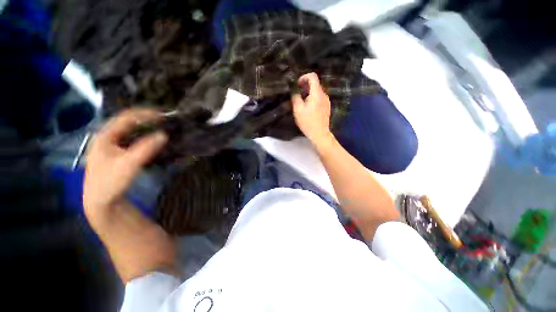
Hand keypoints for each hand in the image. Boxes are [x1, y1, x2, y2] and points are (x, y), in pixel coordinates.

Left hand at [83, 108, 167, 222]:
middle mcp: (107, 137)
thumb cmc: (111, 182)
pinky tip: (152, 140)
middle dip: (146, 119)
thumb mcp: (129, 164)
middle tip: (164, 120)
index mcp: (105, 136)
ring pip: (130, 131)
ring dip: (145, 128)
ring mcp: (111, 146)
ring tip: (161, 127)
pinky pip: (132, 140)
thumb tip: (164, 134)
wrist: (101, 201)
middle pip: (127, 122)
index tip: (162, 114)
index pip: (125, 117)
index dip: (144, 113)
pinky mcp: (117, 153)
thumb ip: (146, 148)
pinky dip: (144, 137)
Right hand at [291, 73, 333, 145]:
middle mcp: (324, 95)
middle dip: (305, 86)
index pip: (313, 76)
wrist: (320, 133)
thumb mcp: (298, 110)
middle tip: (297, 94)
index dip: (304, 77)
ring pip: (317, 91)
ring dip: (308, 93)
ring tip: (301, 102)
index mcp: (317, 93)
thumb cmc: (308, 122)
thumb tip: (295, 91)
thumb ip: (295, 97)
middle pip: (315, 84)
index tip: (297, 85)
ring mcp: (326, 101)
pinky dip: (313, 98)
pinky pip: (319, 98)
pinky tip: (308, 108)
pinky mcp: (327, 107)